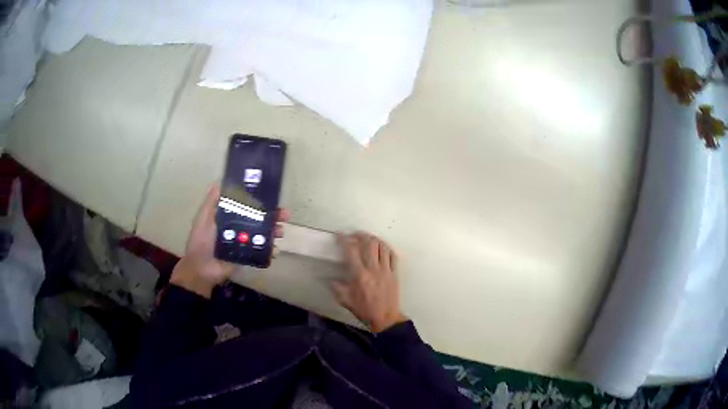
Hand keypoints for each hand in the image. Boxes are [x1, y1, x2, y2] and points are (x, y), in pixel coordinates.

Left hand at [170, 185, 289, 297]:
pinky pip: (262, 251)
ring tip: (280, 232)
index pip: (248, 204)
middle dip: (273, 215)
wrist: (201, 268)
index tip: (272, 195)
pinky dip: (271, 250)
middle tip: (285, 215)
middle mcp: (239, 227)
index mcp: (230, 216)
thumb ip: (211, 202)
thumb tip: (220, 181)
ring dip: (274, 231)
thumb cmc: (201, 240)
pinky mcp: (248, 255)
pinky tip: (275, 249)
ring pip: (264, 234)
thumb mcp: (204, 218)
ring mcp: (245, 242)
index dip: (260, 200)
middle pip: (260, 218)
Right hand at [332, 232, 407, 332]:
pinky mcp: (395, 273)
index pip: (351, 251)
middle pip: (369, 244)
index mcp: (359, 275)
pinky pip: (393, 256)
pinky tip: (382, 246)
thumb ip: (336, 287)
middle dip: (360, 235)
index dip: (344, 240)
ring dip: (374, 239)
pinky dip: (387, 248)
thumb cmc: (364, 310)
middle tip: (354, 234)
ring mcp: (386, 270)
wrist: (385, 318)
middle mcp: (373, 269)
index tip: (339, 235)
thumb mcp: (345, 300)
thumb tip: (331, 279)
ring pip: (382, 247)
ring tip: (367, 238)